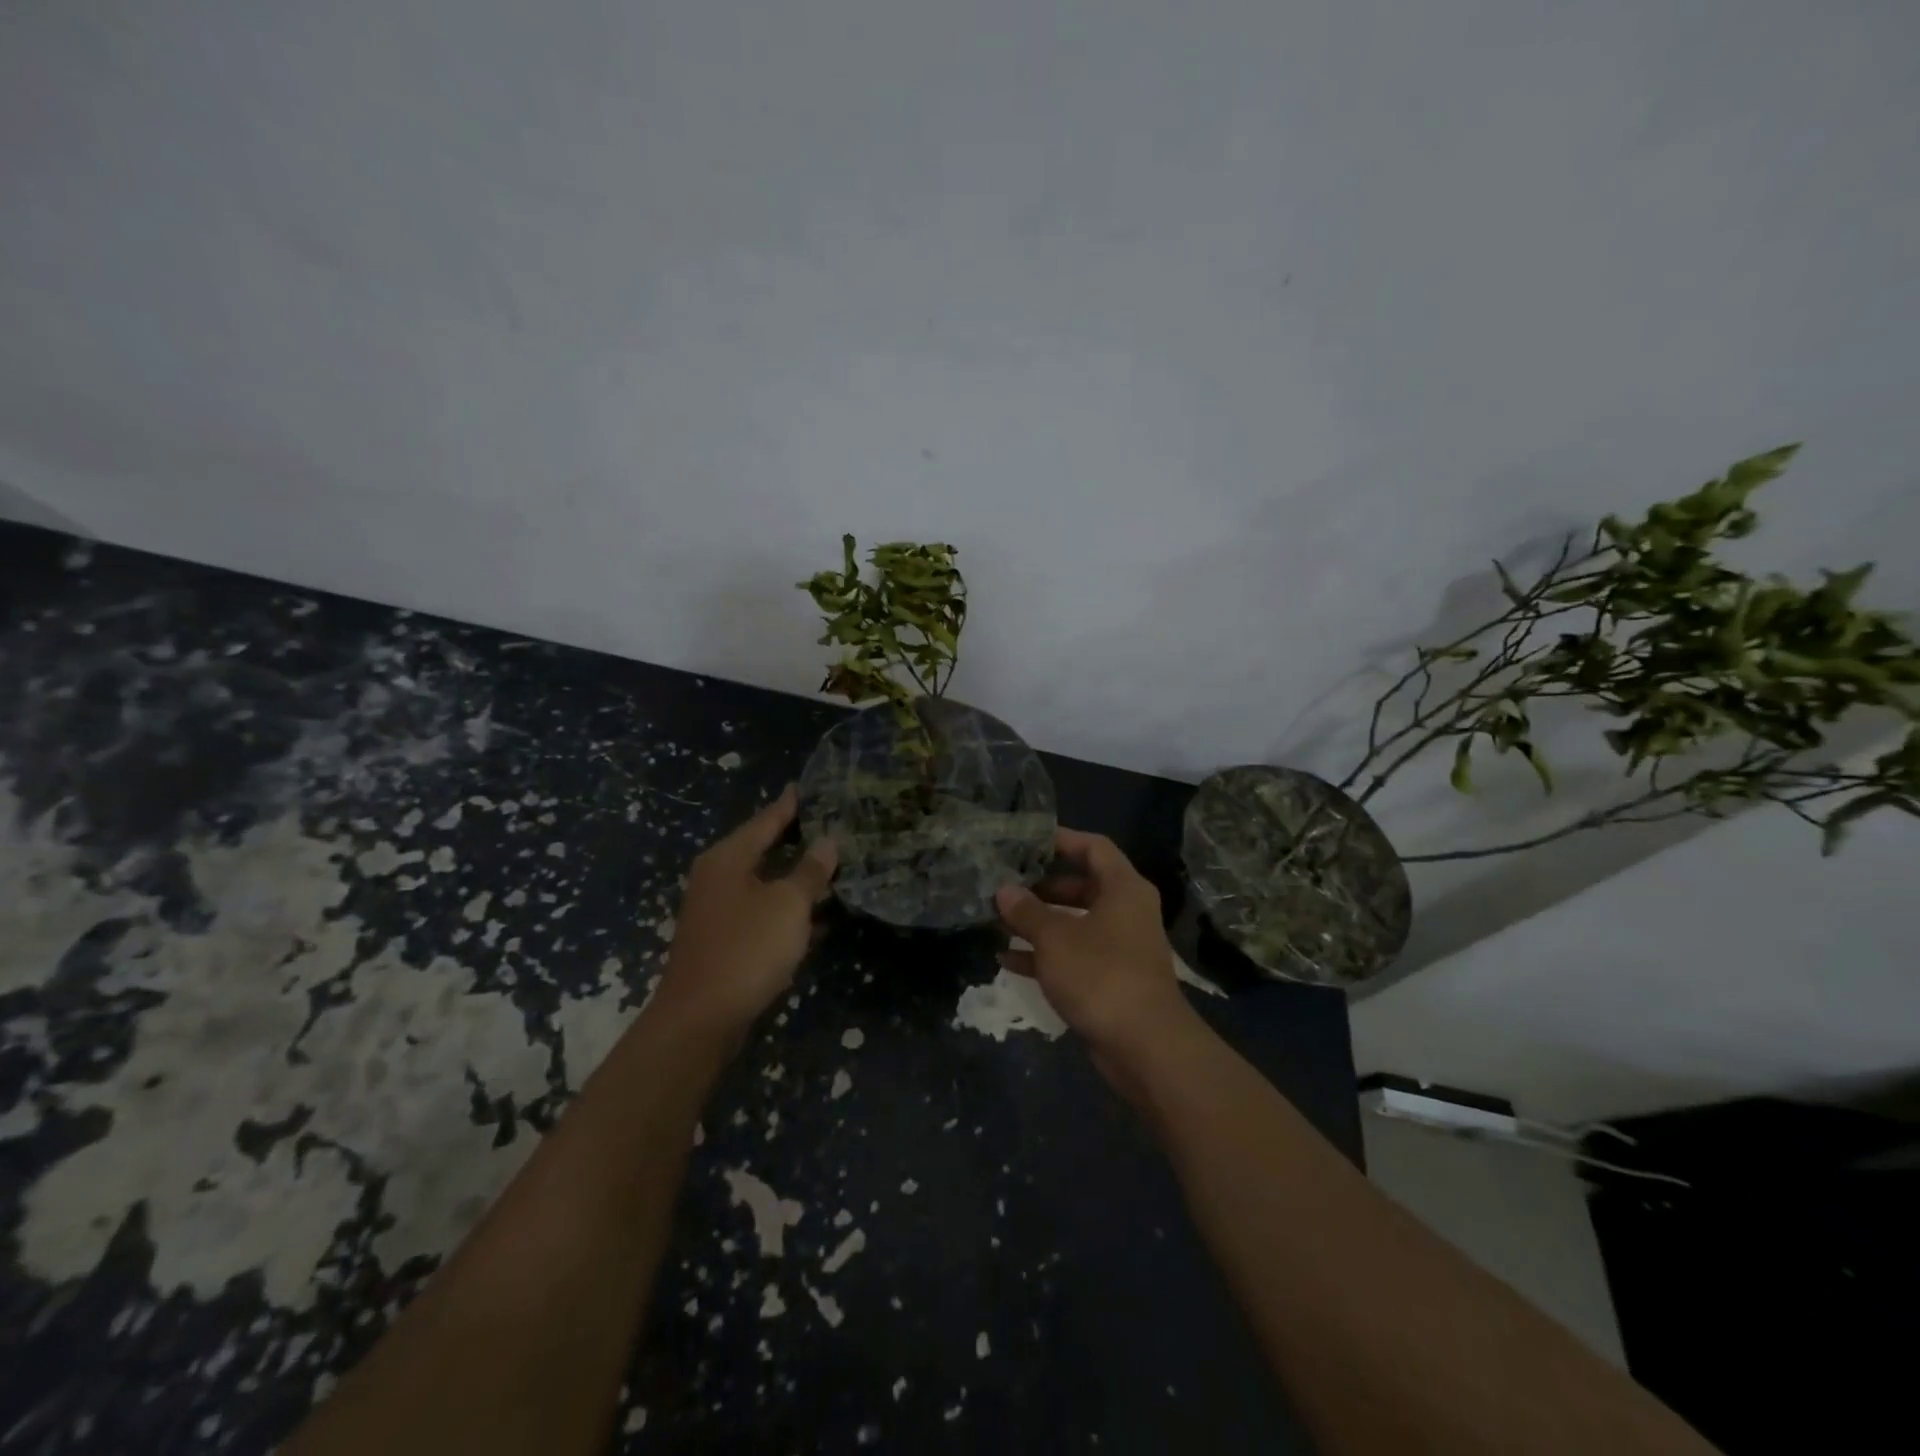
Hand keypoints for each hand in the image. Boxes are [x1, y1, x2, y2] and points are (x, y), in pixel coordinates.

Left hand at [656, 787, 836, 1033]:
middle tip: (833, 823)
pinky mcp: (725, 939)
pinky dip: (788, 908)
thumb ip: (810, 871)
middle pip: (763, 848)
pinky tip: (820, 914)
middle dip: (797, 838)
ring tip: (834, 863)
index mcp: (728, 858)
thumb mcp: (787, 905)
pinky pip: (763, 911)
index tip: (809, 786)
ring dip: (796, 876)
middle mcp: (718, 877)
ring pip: (765, 882)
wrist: (700, 1019)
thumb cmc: (746, 949)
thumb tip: (827, 842)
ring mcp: (719, 910)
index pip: (766, 819)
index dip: (790, 804)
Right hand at [994, 828, 1190, 1061]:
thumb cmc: (1101, 976)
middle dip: (1042, 885)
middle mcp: (1125, 911)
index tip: (1026, 840)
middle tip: (1005, 881)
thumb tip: (1004, 890)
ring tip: (998, 918)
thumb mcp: (1055, 939)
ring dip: (1039, 921)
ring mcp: (1119, 946)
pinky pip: (1073, 955)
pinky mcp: (1110, 978)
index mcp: (1123, 889)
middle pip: (1082, 885)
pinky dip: (1045, 954)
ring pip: (1075, 922)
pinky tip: (1007, 959)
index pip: (1094, 847)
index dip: (1062, 839)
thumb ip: (1027, 911)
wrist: (1145, 1047)